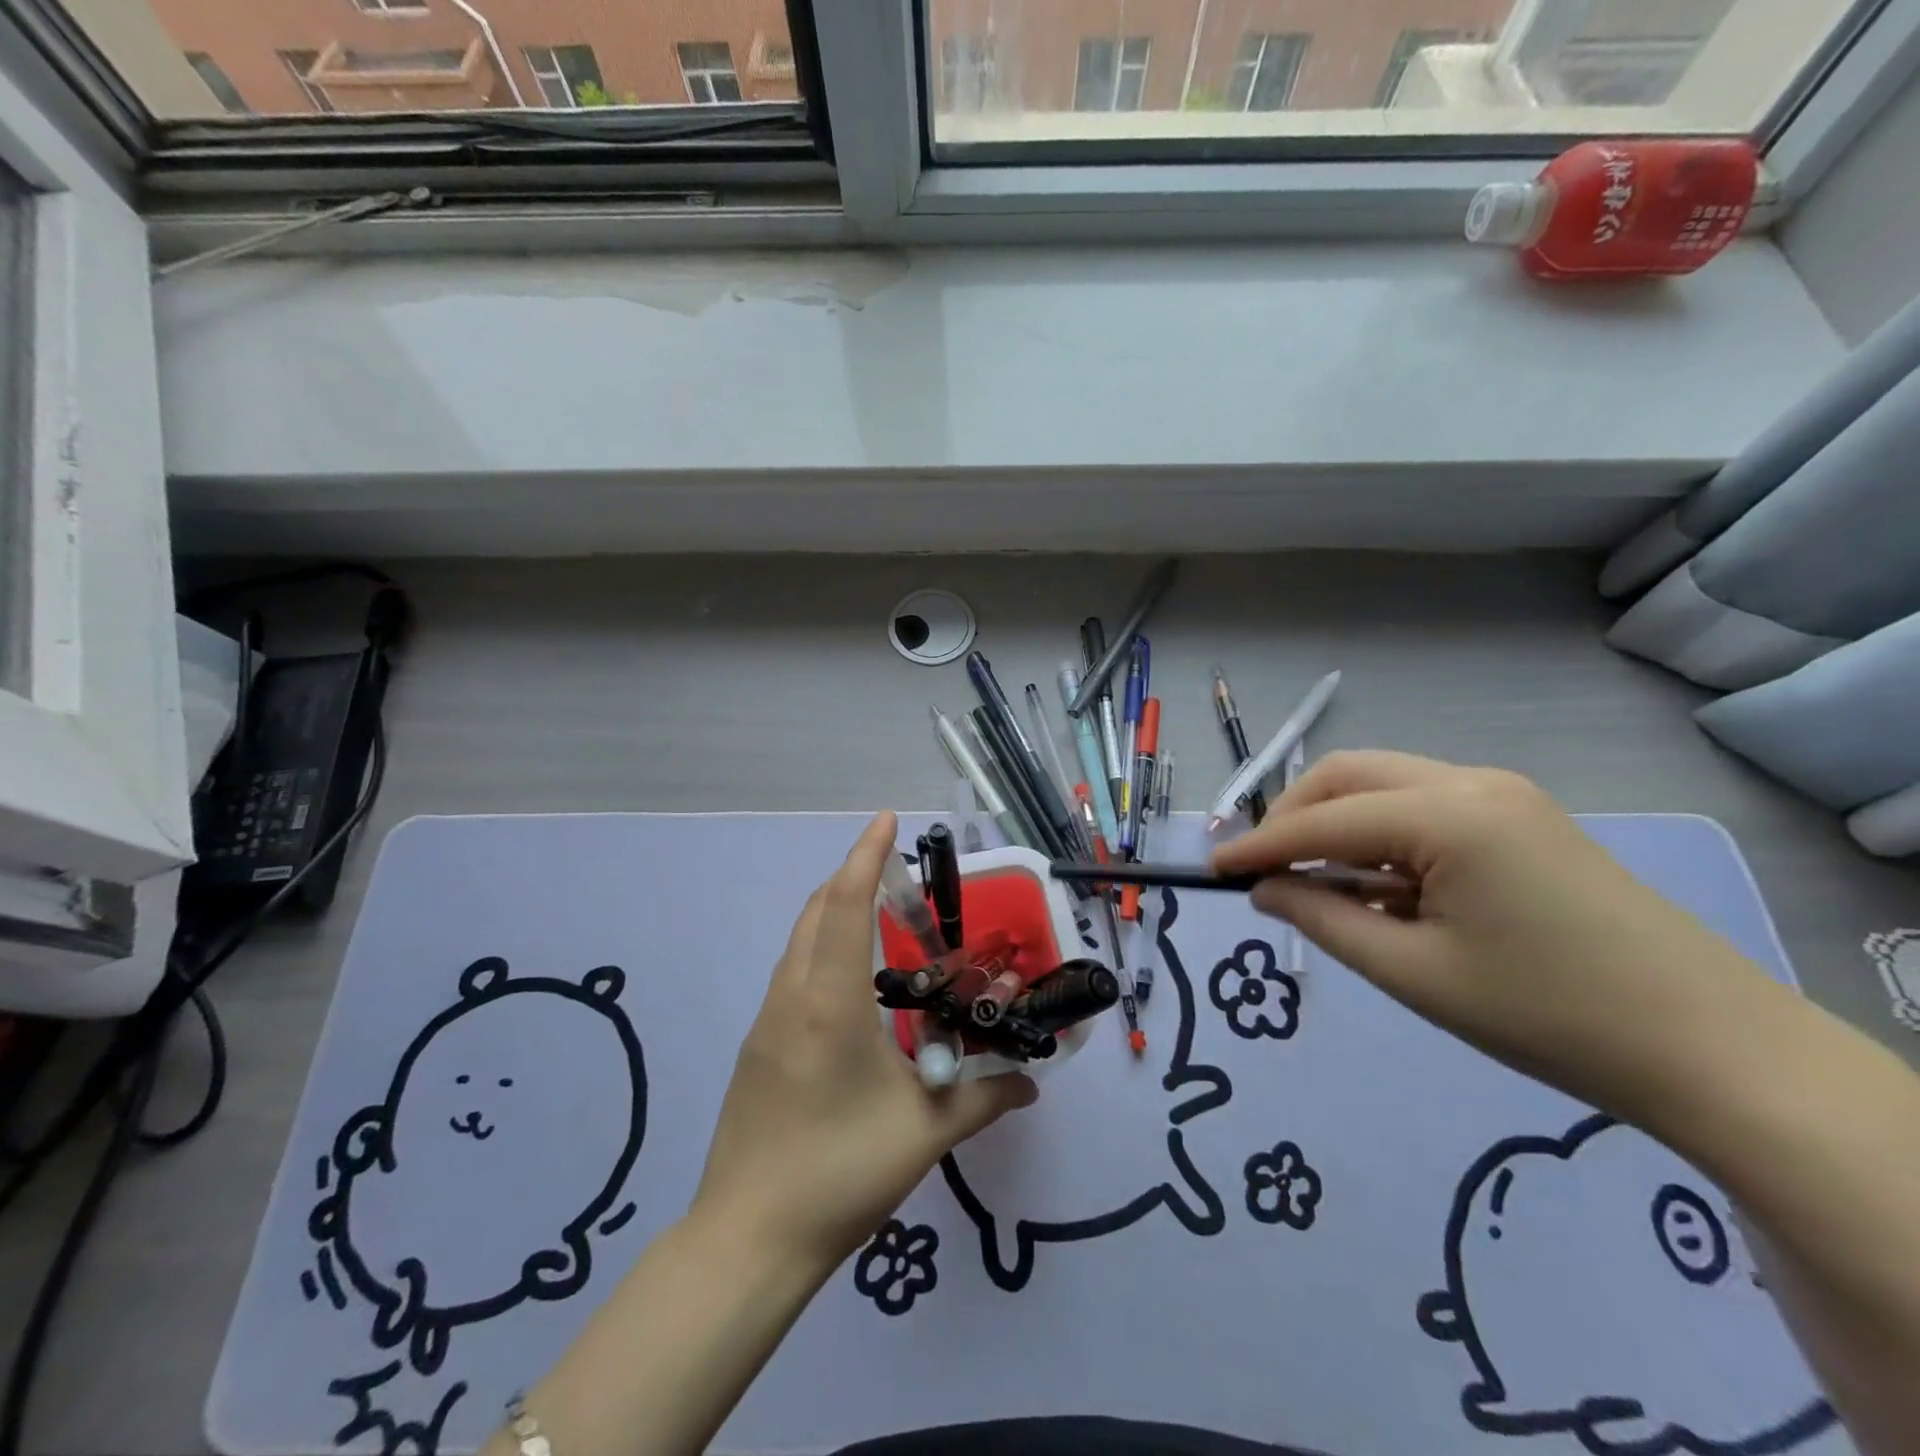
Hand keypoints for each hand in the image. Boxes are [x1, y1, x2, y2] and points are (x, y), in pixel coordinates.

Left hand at [692, 812, 1035, 1271]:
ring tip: (878, 913)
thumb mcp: (924, 1133)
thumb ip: (985, 1097)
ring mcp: (766, 1021)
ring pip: (799, 941)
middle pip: (815, 911)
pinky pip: (791, 972)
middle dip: (851, 875)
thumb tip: (1031, 1080)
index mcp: (829, 1003)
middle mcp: (791, 997)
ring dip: (832, 911)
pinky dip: (820, 948)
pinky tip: (851, 982)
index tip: (886, 820)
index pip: (844, 906)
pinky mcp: (757, 1047)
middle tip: (895, 868)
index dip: (865, 857)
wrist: (747, 1240)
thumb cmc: (839, 1173)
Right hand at [1211, 751, 1792, 1129]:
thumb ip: (1322, 919)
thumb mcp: (1413, 973)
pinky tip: (1377, 886)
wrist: (1715, 1051)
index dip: (1258, 845)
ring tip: (1316, 884)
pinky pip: (1422, 807)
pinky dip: (1380, 836)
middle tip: (1263, 871)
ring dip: (1335, 824)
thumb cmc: (1548, 1016)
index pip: (1322, 819)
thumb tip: (1263, 889)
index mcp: (1447, 814)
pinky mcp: (1521, 818)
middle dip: (1292, 817)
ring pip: (1383, 785)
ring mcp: (1502, 795)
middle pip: (1347, 776)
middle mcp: (1470, 783)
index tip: (1209, 869)